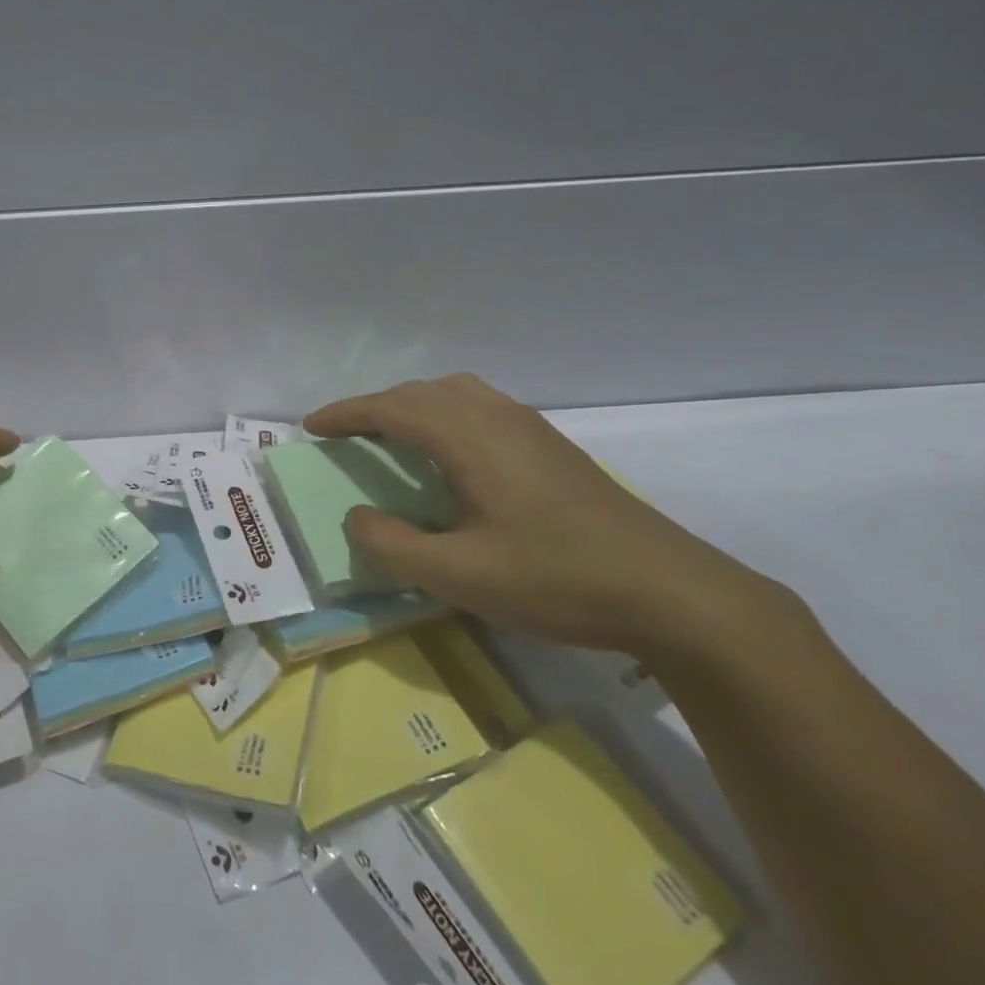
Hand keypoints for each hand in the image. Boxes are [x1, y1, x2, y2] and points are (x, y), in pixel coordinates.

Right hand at [303, 375, 797, 659]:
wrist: (672, 593)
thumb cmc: (556, 579)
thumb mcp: (459, 575)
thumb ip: (392, 544)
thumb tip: (356, 516)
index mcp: (469, 439)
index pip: (391, 409)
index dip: (346, 414)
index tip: (312, 427)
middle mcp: (497, 418)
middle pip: (421, 392)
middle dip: (374, 406)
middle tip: (345, 433)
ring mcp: (530, 428)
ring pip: (455, 392)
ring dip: (412, 404)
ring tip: (391, 434)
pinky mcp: (552, 446)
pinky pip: (481, 406)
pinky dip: (444, 412)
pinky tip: (450, 450)